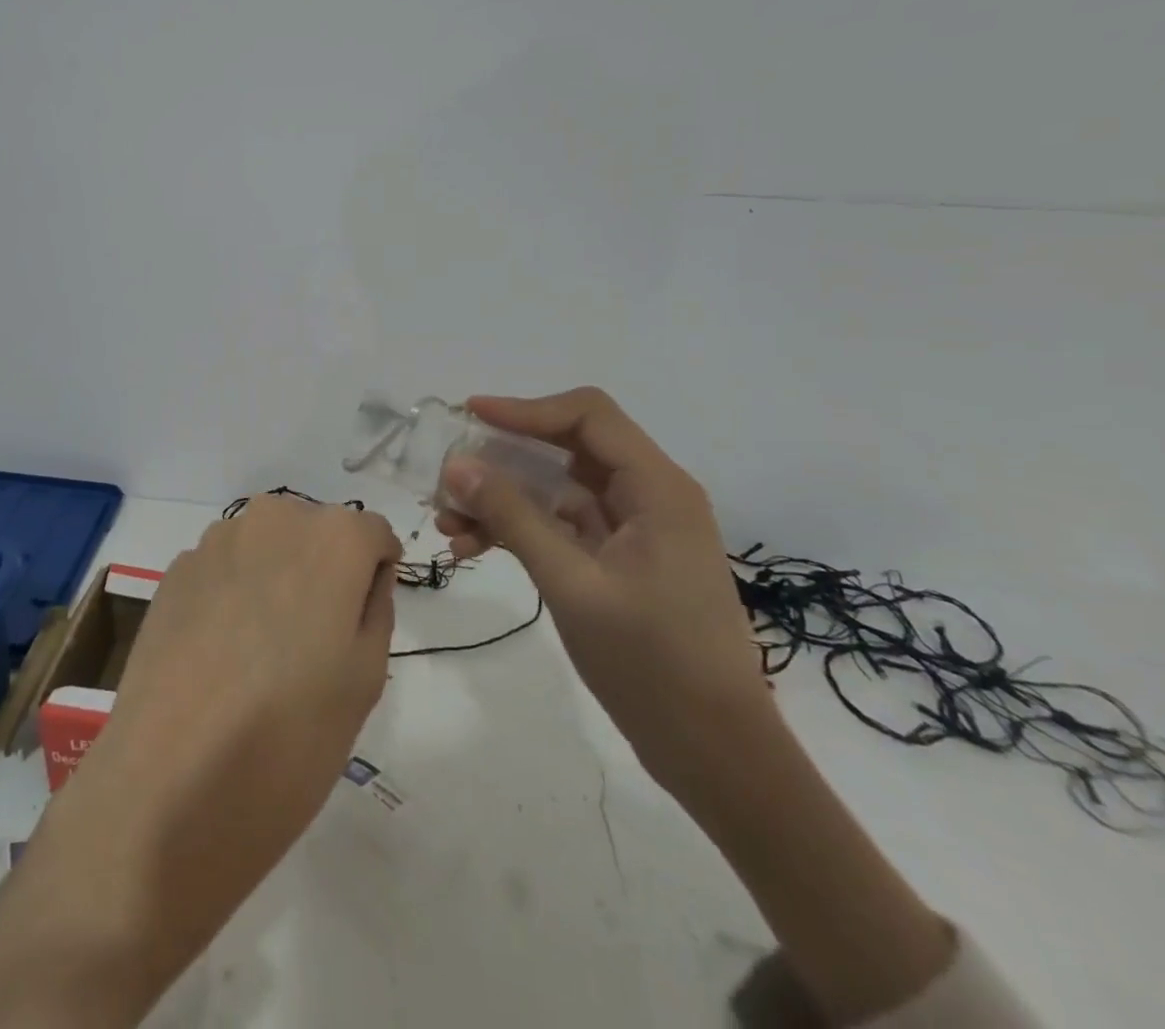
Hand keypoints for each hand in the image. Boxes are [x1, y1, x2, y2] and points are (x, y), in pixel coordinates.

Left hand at [0, 495, 399, 1028]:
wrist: (167, 786)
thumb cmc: (289, 739)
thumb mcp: (366, 679)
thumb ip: (375, 608)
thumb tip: (364, 578)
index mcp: (332, 538)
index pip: (372, 534)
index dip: (374, 574)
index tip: (361, 621)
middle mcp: (273, 518)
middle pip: (316, 531)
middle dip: (324, 569)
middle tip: (314, 642)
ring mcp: (216, 540)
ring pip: (267, 545)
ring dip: (275, 578)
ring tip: (261, 652)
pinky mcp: (174, 570)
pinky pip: (224, 567)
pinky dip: (232, 593)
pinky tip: (218, 654)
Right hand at [439, 390, 957, 1023]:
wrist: (716, 755)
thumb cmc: (654, 664)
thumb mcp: (572, 584)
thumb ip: (513, 517)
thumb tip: (457, 464)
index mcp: (656, 488)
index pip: (586, 416)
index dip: (525, 408)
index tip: (469, 415)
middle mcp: (648, 495)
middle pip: (566, 447)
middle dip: (503, 457)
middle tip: (449, 472)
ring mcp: (633, 530)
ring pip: (556, 488)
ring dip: (502, 498)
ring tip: (448, 521)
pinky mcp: (618, 561)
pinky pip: (560, 525)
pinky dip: (518, 529)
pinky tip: (473, 548)